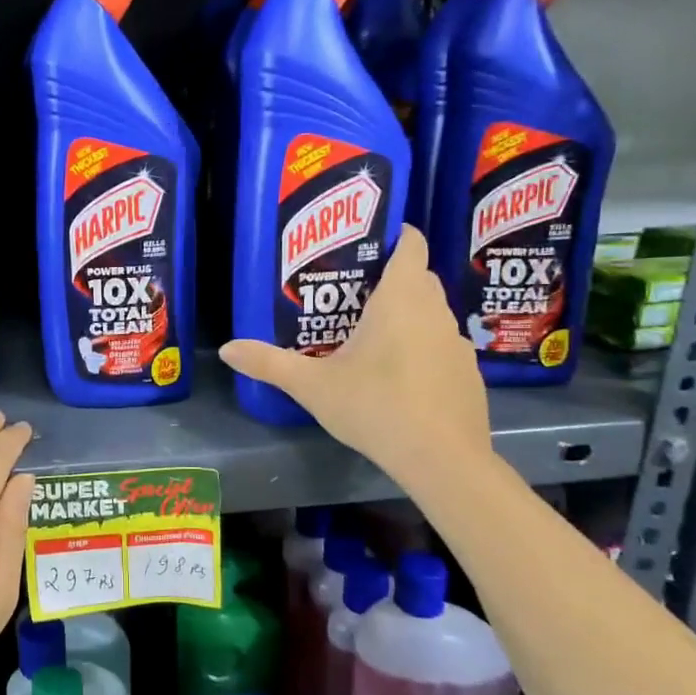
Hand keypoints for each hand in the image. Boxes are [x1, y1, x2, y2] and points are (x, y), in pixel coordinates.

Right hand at [219, 225, 491, 491]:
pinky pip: (442, 346)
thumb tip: (227, 349)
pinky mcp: (468, 374)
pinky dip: (423, 349)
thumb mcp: (313, 386)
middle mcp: (435, 312)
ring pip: (432, 314)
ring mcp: (457, 343)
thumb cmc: (375, 407)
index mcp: (401, 299)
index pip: (410, 244)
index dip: (395, 234)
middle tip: (353, 292)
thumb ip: (269, 364)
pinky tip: (401, 377)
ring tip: (372, 335)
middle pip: (419, 278)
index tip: (369, 240)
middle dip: (391, 277)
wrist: (441, 459)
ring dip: (408, 316)